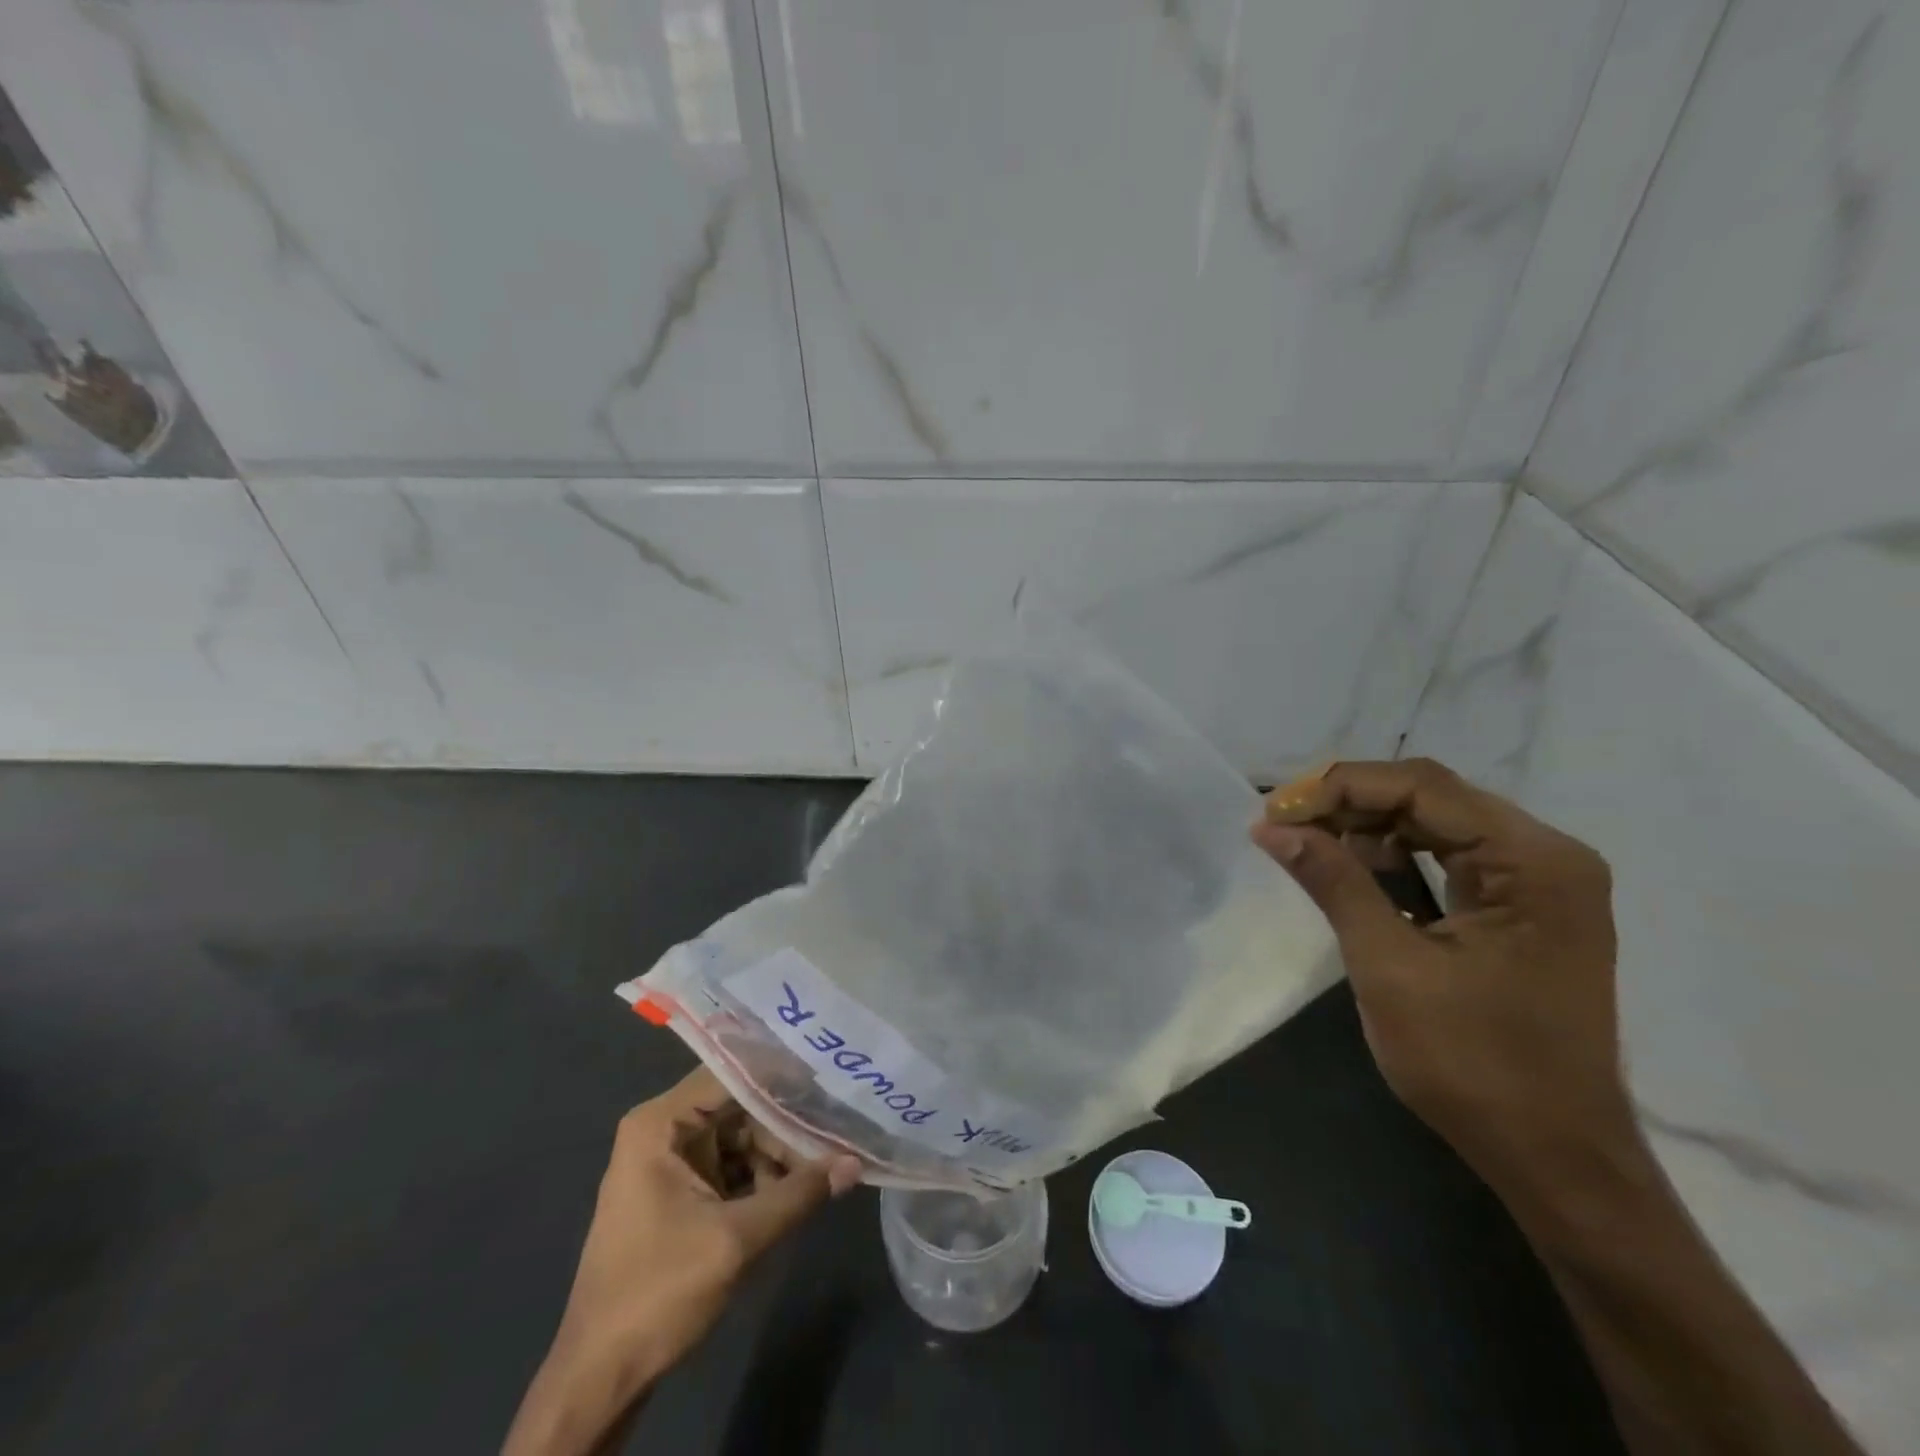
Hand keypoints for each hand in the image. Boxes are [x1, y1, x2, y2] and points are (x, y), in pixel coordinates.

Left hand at [504, 1068, 859, 1455]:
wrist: (600, 1378)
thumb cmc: (657, 1293)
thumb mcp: (735, 1240)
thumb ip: (797, 1194)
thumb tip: (854, 1163)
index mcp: (660, 1124)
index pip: (730, 1074)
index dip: (780, 1074)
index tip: (829, 1072)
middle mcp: (664, 1130)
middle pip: (739, 1106)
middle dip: (786, 1121)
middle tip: (840, 1122)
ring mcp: (672, 1162)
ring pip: (740, 1137)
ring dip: (780, 1153)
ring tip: (830, 1160)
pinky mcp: (682, 1192)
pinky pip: (732, 1166)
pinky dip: (764, 1176)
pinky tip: (803, 1186)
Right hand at [1252, 759, 1635, 1201]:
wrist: (1554, 1158)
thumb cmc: (1474, 1066)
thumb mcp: (1389, 968)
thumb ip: (1334, 883)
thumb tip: (1271, 827)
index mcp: (1533, 862)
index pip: (1422, 788)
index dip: (1339, 788)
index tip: (1274, 813)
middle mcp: (1547, 856)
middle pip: (1431, 796)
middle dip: (1349, 803)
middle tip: (1282, 825)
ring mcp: (1540, 882)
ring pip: (1436, 822)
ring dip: (1367, 826)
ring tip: (1306, 843)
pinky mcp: (1523, 907)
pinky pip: (1448, 857)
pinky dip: (1394, 856)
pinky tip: (1352, 868)